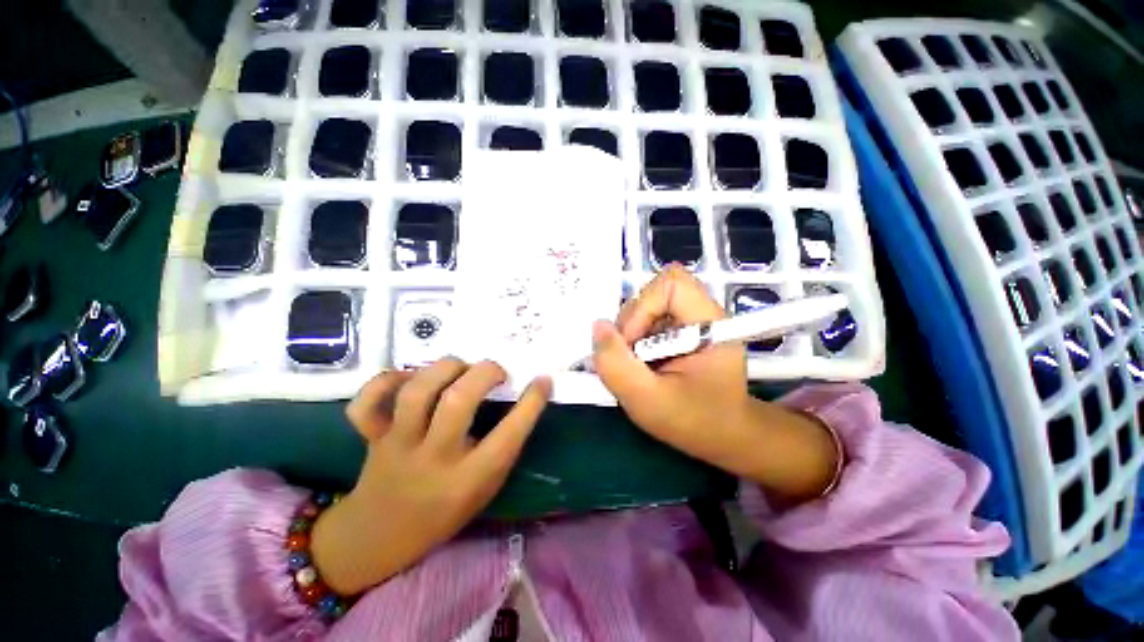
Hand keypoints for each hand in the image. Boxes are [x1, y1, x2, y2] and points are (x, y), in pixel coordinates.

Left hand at [311, 359, 551, 594]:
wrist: (379, 537)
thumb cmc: (444, 512)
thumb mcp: (484, 488)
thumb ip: (501, 446)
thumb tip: (520, 397)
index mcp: (468, 480)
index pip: (509, 435)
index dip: (531, 402)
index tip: (543, 380)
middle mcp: (433, 459)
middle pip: (458, 400)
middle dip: (485, 373)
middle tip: (497, 372)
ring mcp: (397, 446)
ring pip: (418, 392)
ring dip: (446, 368)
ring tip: (460, 368)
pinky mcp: (370, 437)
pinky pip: (368, 402)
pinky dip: (388, 380)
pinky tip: (410, 378)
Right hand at [592, 265, 838, 502]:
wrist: (723, 435)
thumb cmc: (696, 422)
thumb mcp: (649, 402)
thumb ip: (617, 366)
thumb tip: (598, 327)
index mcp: (708, 322)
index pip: (671, 283)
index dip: (642, 307)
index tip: (633, 345)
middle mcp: (700, 313)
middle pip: (651, 295)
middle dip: (630, 327)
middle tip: (631, 362)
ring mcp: (688, 321)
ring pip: (643, 309)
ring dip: (629, 336)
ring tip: (637, 368)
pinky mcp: (677, 331)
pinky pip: (644, 322)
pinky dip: (633, 342)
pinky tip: (641, 365)